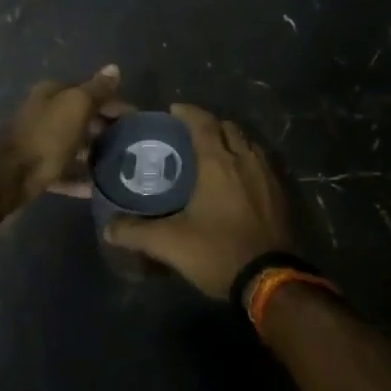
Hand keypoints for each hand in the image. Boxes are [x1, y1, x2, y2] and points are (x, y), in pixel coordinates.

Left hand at [0, 64, 124, 209]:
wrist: (8, 177)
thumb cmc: (47, 135)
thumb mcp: (77, 106)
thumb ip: (97, 89)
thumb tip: (114, 68)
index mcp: (53, 93)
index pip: (91, 93)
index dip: (115, 104)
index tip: (137, 121)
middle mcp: (45, 113)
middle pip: (82, 119)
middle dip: (106, 129)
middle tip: (131, 145)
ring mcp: (40, 143)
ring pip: (74, 146)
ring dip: (94, 154)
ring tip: (120, 166)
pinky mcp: (37, 169)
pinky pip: (65, 172)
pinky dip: (80, 179)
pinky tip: (97, 188)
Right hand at [104, 103, 292, 299]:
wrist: (271, 279)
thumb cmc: (219, 251)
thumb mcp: (170, 244)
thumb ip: (136, 232)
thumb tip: (108, 228)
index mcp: (218, 162)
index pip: (203, 123)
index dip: (188, 112)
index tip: (173, 111)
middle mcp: (245, 159)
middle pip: (229, 128)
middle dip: (210, 124)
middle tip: (191, 135)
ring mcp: (268, 175)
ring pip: (249, 143)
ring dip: (232, 141)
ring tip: (215, 153)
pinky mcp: (282, 193)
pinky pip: (262, 163)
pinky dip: (247, 160)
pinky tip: (238, 179)